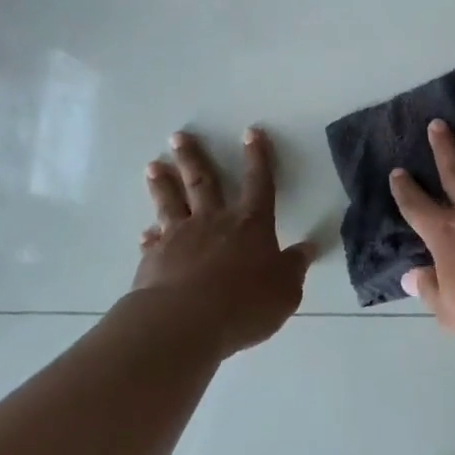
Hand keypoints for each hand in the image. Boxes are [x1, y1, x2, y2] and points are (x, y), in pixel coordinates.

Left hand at [123, 127, 317, 356]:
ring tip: (153, 165)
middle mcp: (214, 222)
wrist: (185, 322)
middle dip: (193, 158)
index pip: (259, 183)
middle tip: (178, 136)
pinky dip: (150, 236)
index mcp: (251, 224)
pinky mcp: (154, 260)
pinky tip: (145, 233)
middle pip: (204, 182)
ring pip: (171, 203)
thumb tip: (308, 248)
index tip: (251, 133)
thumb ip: (294, 267)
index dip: (257, 158)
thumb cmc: (245, 303)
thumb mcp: (285, 290)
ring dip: (163, 183)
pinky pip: (153, 242)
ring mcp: (180, 238)